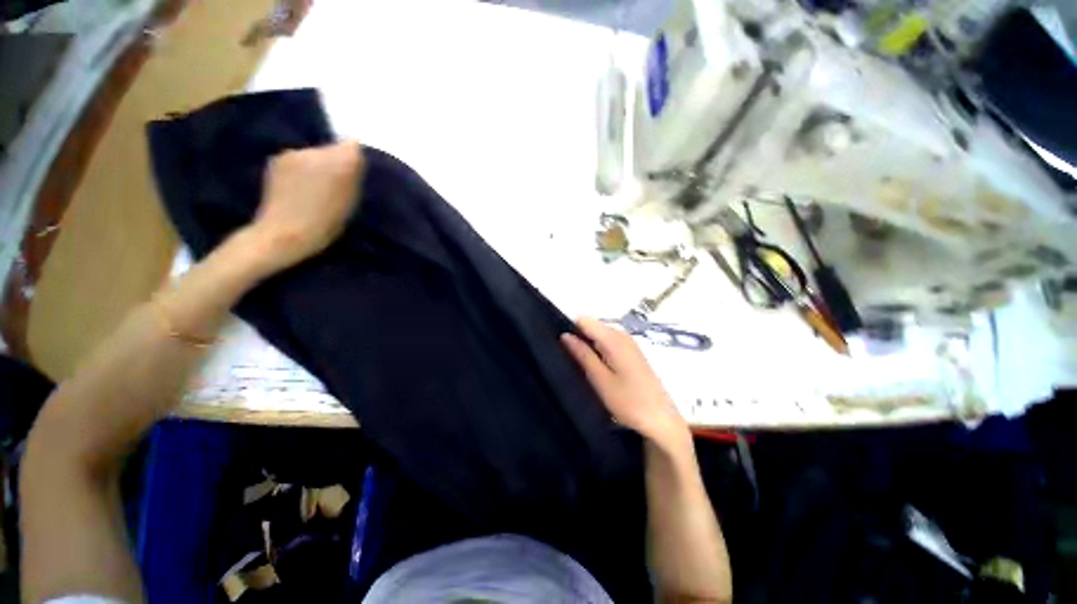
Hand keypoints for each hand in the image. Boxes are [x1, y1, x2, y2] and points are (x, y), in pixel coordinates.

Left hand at [246, 142, 364, 271]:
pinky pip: (297, 158)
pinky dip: (300, 168)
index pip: (354, 145)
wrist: (286, 233)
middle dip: (334, 161)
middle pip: (332, 148)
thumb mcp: (352, 200)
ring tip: (314, 186)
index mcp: (342, 161)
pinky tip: (297, 186)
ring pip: (313, 153)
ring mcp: (294, 152)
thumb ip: (354, 174)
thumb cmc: (327, 222)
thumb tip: (354, 154)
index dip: (354, 157)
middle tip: (335, 183)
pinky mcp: (277, 159)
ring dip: (316, 164)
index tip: (354, 172)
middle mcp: (317, 150)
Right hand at [561, 317, 690, 451]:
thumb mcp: (600, 380)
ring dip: (589, 348)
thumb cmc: (629, 402)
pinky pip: (609, 344)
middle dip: (579, 340)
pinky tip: (598, 371)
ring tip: (583, 369)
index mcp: (613, 339)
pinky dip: (600, 352)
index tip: (562, 348)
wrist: (662, 420)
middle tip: (572, 363)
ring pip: (600, 336)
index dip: (571, 330)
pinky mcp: (633, 353)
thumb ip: (583, 355)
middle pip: (592, 327)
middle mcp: (622, 335)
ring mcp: (629, 343)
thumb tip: (565, 335)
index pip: (584, 320)